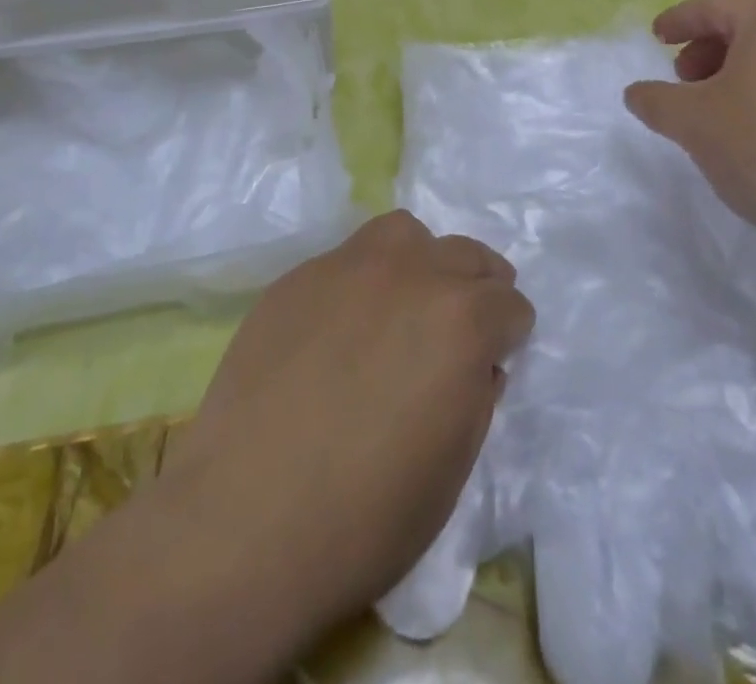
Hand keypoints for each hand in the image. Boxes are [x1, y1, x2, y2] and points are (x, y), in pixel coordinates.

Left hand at [159, 212, 533, 651]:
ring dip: (420, 262)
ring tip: (406, 305)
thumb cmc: (366, 516)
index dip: (510, 335)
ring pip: (404, 234)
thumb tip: (476, 363)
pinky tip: (343, 327)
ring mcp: (347, 266)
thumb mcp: (453, 467)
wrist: (245, 521)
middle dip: (477, 287)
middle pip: (465, 254)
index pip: (510, 303)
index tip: (495, 360)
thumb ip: (476, 394)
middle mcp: (410, 273)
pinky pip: (348, 258)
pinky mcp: (298, 277)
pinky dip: (364, 280)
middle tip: (461, 328)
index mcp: (460, 319)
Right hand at [624, 0, 755, 255]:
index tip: (656, 39)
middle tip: (683, 82)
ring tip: (716, 113)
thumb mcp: (693, 122)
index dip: (679, 20)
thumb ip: (656, 100)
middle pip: (750, 26)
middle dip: (708, 50)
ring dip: (738, 76)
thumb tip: (636, 93)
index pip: (716, 4)